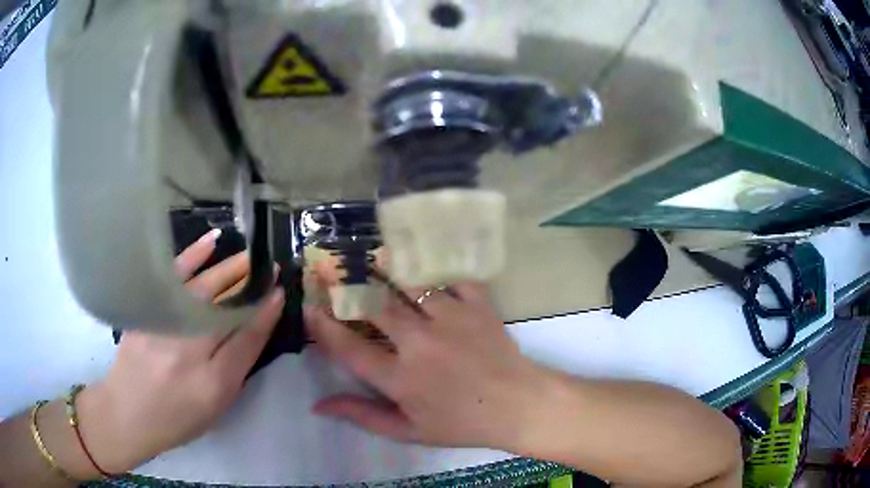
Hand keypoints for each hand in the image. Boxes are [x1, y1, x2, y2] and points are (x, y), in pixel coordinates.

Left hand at [75, 230, 284, 472]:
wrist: (127, 413)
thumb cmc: (177, 418)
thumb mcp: (215, 406)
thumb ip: (236, 369)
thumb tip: (254, 330)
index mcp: (213, 381)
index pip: (247, 338)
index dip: (266, 313)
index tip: (281, 292)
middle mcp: (190, 349)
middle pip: (227, 309)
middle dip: (252, 286)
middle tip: (272, 267)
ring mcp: (165, 326)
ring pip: (205, 290)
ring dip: (231, 270)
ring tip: (250, 256)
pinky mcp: (147, 310)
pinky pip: (173, 278)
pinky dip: (193, 257)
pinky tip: (211, 242)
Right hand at [305, 270, 550, 449]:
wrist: (518, 405)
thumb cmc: (462, 423)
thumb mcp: (409, 431)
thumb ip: (362, 416)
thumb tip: (318, 405)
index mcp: (401, 378)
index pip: (349, 349)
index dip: (322, 327)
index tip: (307, 308)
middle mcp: (420, 343)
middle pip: (374, 306)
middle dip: (345, 286)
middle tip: (327, 268)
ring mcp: (451, 318)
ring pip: (410, 283)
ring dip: (386, 267)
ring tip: (370, 255)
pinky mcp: (477, 305)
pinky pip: (452, 275)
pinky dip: (436, 264)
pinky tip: (422, 257)